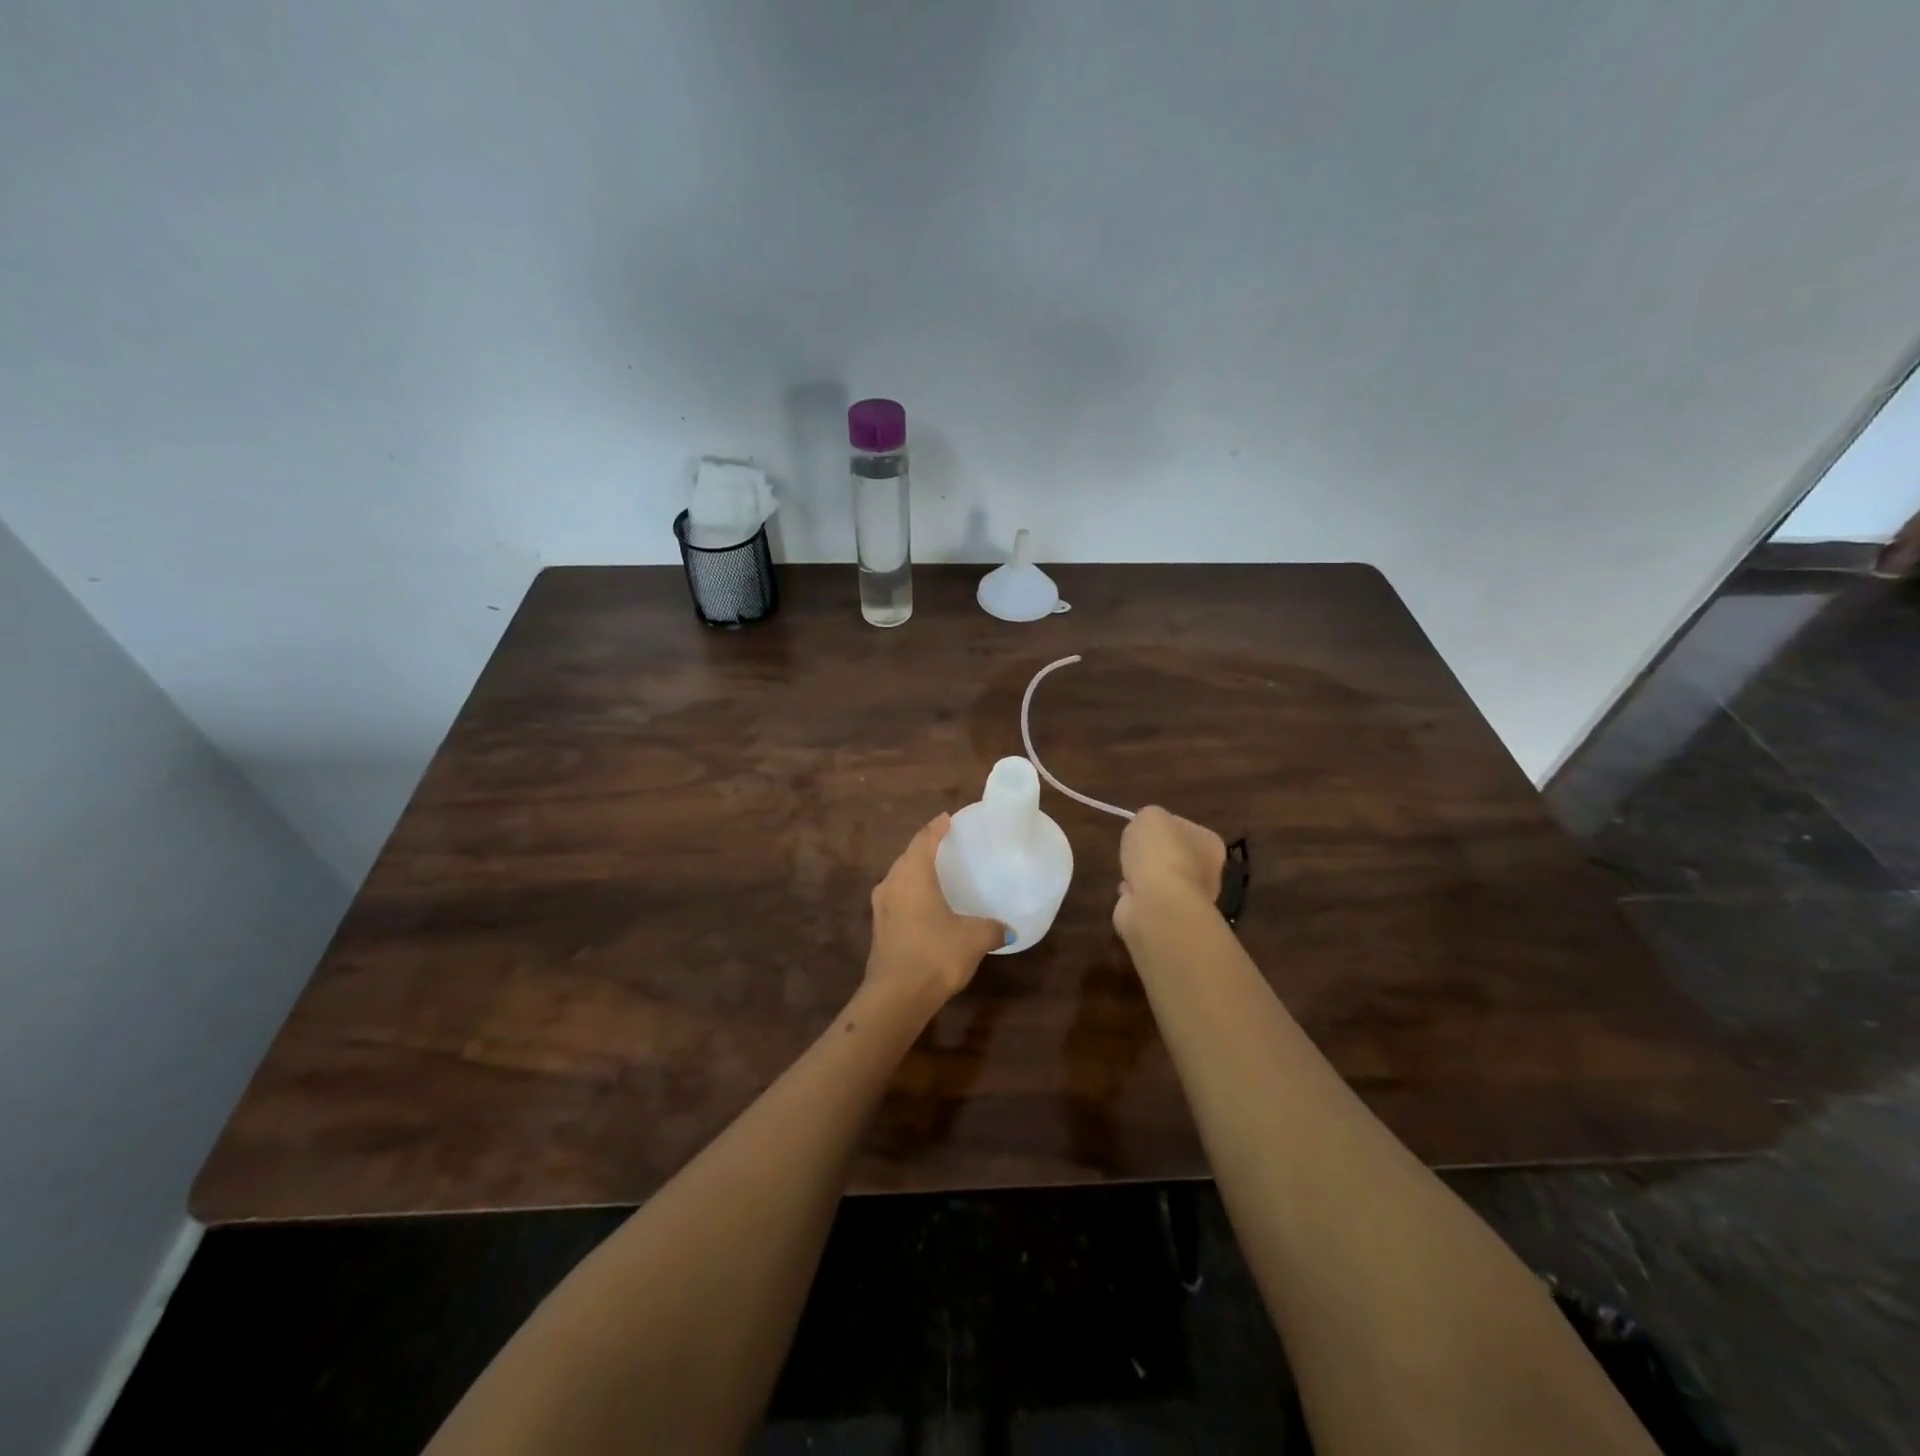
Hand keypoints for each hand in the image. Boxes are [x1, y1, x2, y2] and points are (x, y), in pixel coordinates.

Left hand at [866, 815, 1007, 1007]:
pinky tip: (926, 907)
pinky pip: (897, 900)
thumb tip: (1009, 930)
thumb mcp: (974, 938)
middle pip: (908, 857)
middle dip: (925, 848)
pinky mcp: (879, 929)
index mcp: (913, 874)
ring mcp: (881, 907)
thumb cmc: (936, 953)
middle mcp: (892, 883)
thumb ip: (992, 928)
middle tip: (945, 845)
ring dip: (915, 874)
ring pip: (900, 879)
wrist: (896, 996)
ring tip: (936, 874)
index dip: (936, 827)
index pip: (924, 839)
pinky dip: (911, 896)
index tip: (947, 819)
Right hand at [1113, 806, 1225, 940]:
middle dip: (1153, 856)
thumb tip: (1148, 829)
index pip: (1185, 829)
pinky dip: (1136, 896)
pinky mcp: (1170, 918)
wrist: (1158, 903)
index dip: (1162, 828)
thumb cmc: (1160, 853)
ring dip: (1144, 877)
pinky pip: (1148, 900)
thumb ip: (1150, 817)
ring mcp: (1189, 898)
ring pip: (1160, 880)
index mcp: (1210, 844)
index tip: (1144, 831)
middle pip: (1173, 856)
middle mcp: (1207, 872)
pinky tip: (1128, 892)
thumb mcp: (1150, 816)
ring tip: (1128, 873)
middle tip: (1134, 852)